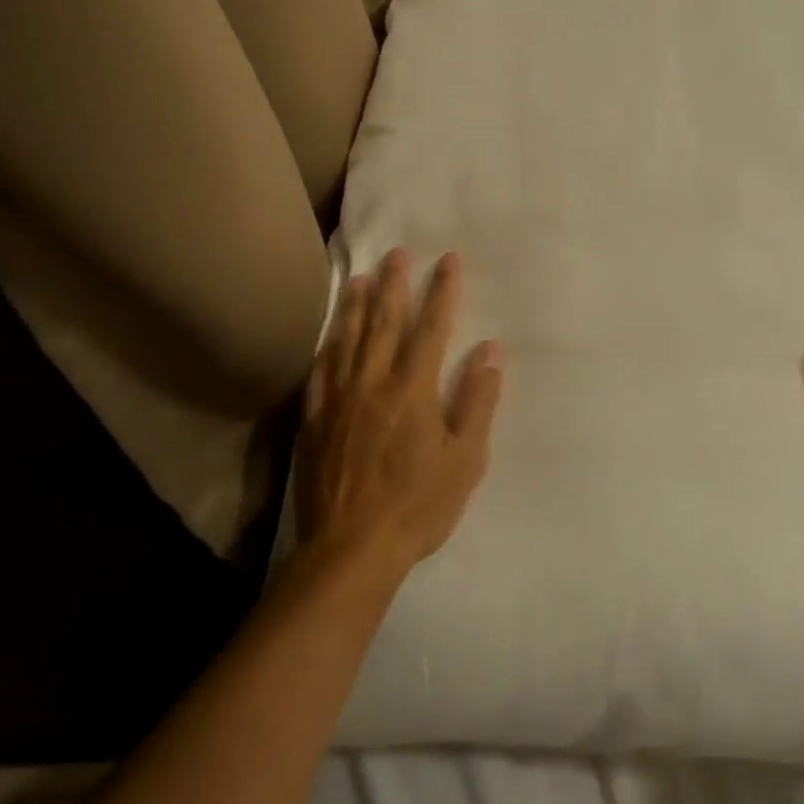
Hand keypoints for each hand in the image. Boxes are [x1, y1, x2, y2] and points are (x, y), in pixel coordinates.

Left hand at [296, 249, 503, 577]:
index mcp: (412, 391)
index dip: (442, 292)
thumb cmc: (418, 506)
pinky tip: (330, 333)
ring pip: (347, 340)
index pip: (431, 329)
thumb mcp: (464, 460)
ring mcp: (337, 400)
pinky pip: (320, 370)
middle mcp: (372, 383)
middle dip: (395, 285)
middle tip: (397, 253)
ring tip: (362, 276)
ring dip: (357, 305)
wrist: (350, 549)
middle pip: (384, 323)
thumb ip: (477, 402)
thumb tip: (490, 352)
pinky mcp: (313, 420)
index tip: (448, 261)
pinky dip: (327, 344)